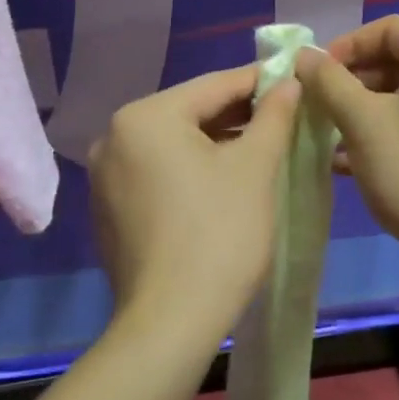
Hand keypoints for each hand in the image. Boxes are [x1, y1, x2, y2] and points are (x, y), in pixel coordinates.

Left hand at [88, 66, 301, 334]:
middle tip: (283, 114)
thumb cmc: (220, 233)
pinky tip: (222, 182)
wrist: (171, 322)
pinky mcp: (109, 208)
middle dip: (237, 114)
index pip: (214, 86)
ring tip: (260, 145)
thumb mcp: (255, 167)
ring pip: (173, 144)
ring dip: (216, 142)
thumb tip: (288, 82)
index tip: (293, 77)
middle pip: (190, 113)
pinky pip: (157, 172)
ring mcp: (106, 175)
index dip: (259, 81)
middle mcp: (114, 137)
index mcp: (145, 117)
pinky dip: (190, 169)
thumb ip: (273, 115)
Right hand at [297, 15, 398, 275]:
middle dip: (352, 82)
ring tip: (329, 137)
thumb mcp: (362, 121)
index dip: (346, 45)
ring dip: (364, 110)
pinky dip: (388, 132)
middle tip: (319, 107)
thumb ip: (329, 82)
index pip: (389, 28)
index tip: (316, 74)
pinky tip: (352, 162)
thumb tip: (304, 56)